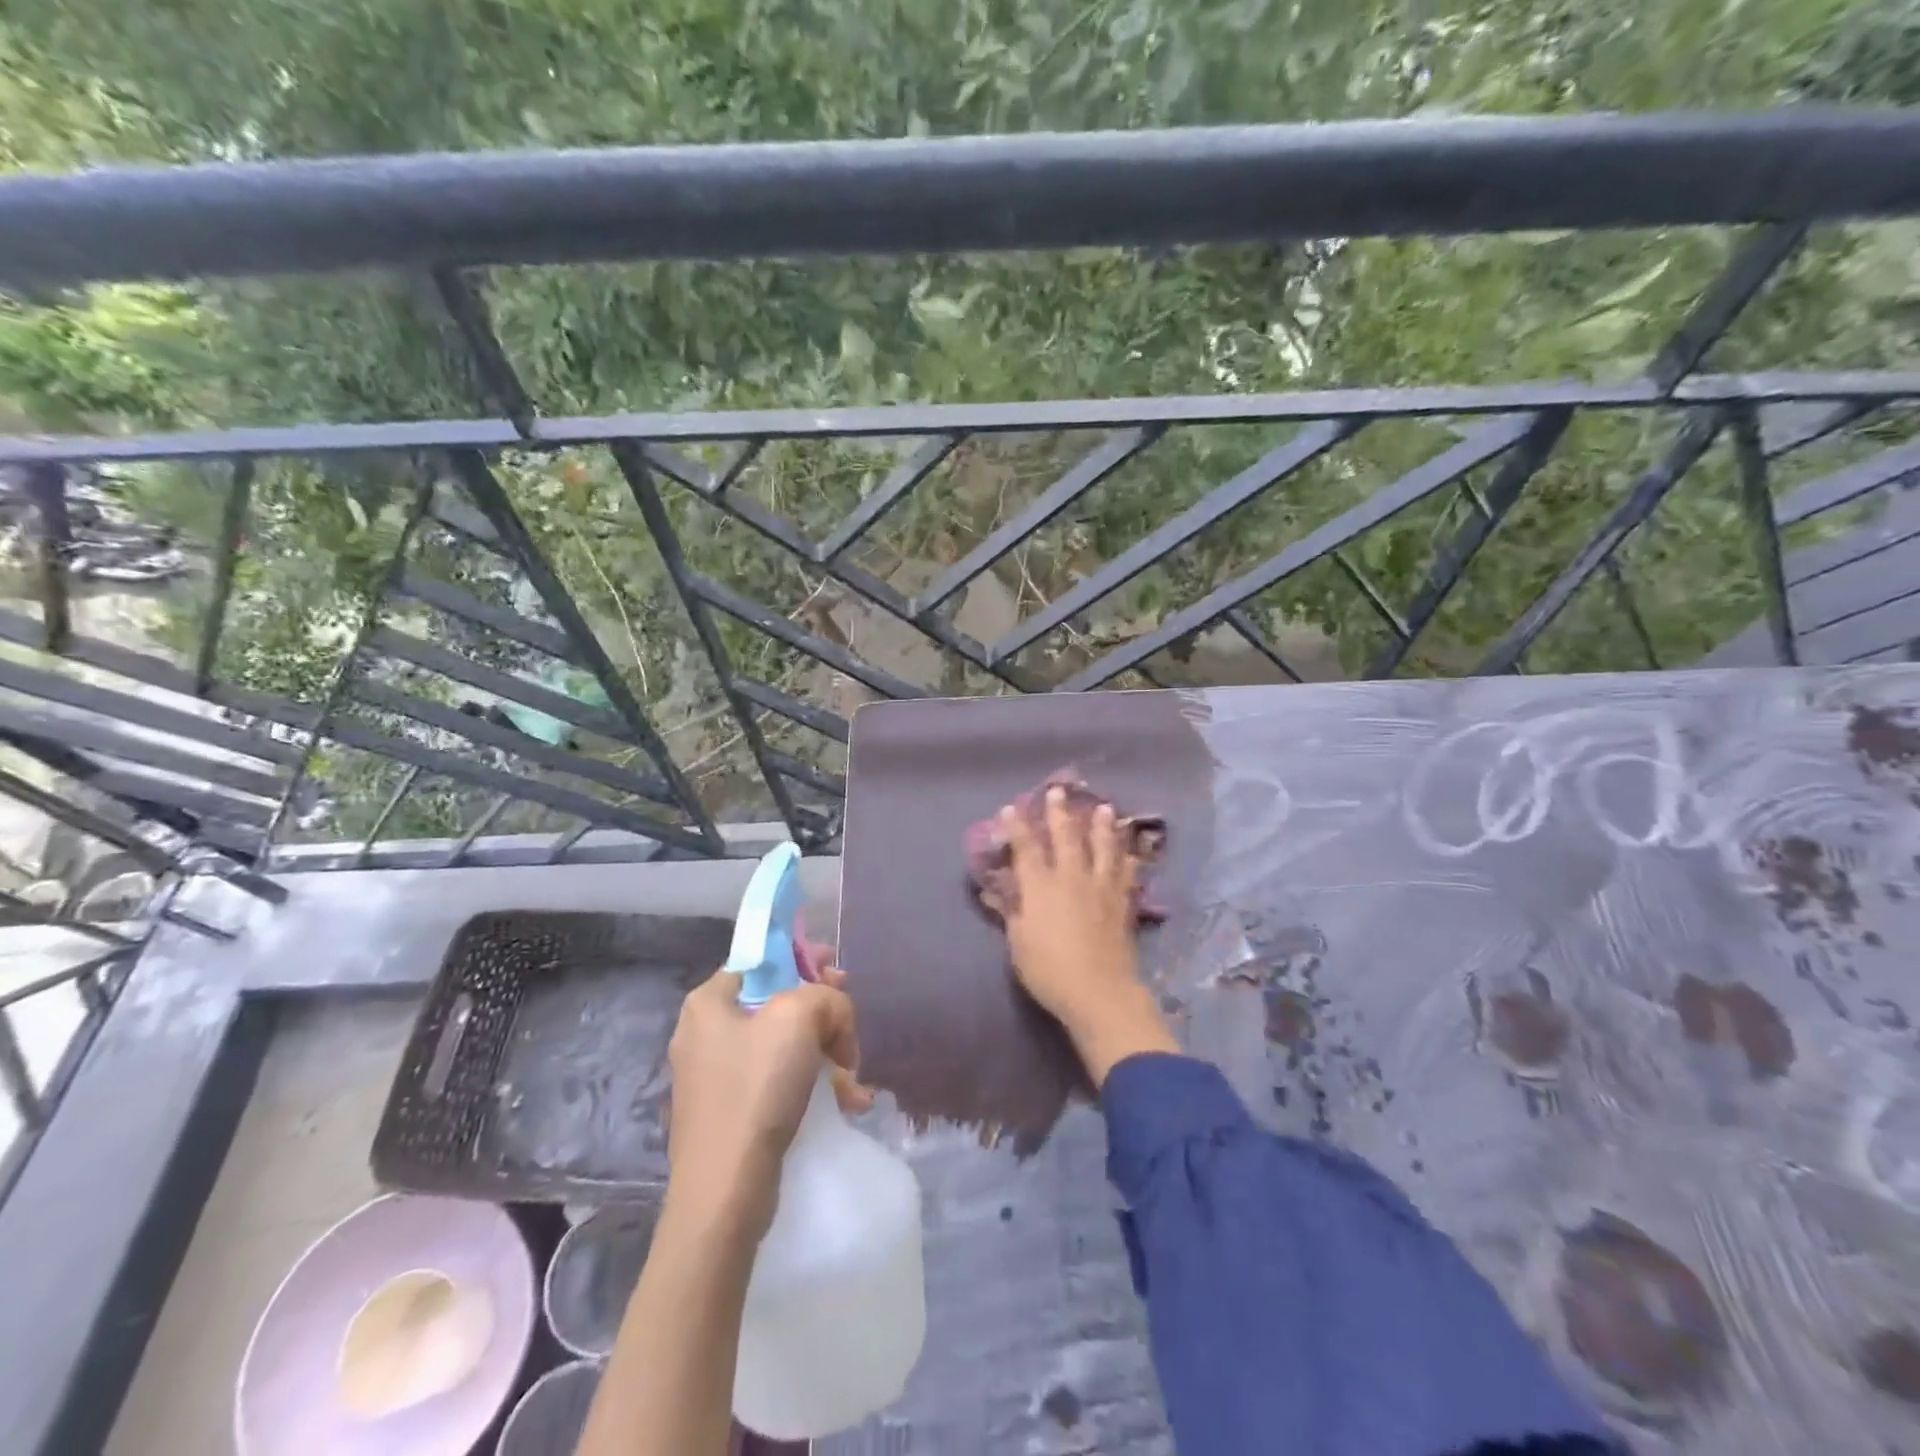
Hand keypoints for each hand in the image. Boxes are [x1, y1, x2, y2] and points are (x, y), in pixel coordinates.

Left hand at [664, 965, 871, 1236]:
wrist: (725, 1193)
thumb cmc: (755, 1090)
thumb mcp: (799, 1019)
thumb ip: (826, 997)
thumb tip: (834, 1017)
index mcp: (709, 1002)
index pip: (762, 961)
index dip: (804, 959)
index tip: (838, 974)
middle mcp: (707, 1033)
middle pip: (779, 1002)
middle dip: (824, 1014)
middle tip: (851, 1026)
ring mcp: (717, 1076)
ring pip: (786, 1045)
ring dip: (827, 1055)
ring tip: (854, 1078)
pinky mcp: (732, 1113)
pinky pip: (780, 1082)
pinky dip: (814, 1086)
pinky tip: (848, 1103)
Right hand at [994, 786, 1178, 1086]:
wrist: (1099, 991)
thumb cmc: (1048, 970)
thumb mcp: (1018, 942)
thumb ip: (1010, 911)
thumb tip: (995, 890)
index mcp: (1041, 886)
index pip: (1026, 848)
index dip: (1017, 826)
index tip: (1010, 807)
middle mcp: (1071, 878)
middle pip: (1066, 837)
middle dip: (1059, 813)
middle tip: (1058, 790)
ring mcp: (1101, 888)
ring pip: (1103, 847)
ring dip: (1102, 826)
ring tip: (1105, 808)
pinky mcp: (1122, 903)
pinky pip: (1126, 873)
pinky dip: (1128, 859)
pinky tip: (1132, 852)